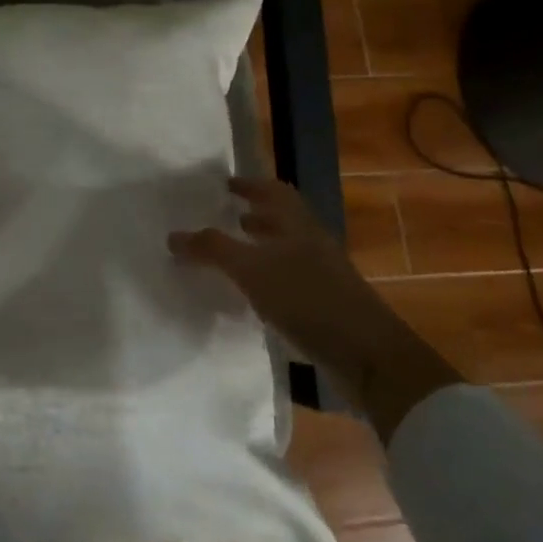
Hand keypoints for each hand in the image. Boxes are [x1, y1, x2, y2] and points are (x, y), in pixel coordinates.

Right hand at [170, 177, 460, 441]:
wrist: (370, 357)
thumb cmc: (308, 299)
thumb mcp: (251, 270)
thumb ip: (212, 250)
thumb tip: (173, 235)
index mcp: (298, 225)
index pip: (275, 191)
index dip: (251, 185)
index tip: (226, 184)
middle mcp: (313, 244)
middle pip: (284, 220)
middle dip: (255, 216)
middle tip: (227, 217)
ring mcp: (325, 277)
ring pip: (288, 251)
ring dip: (262, 249)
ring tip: (234, 258)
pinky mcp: (328, 308)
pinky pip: (291, 281)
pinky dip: (270, 280)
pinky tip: (253, 297)